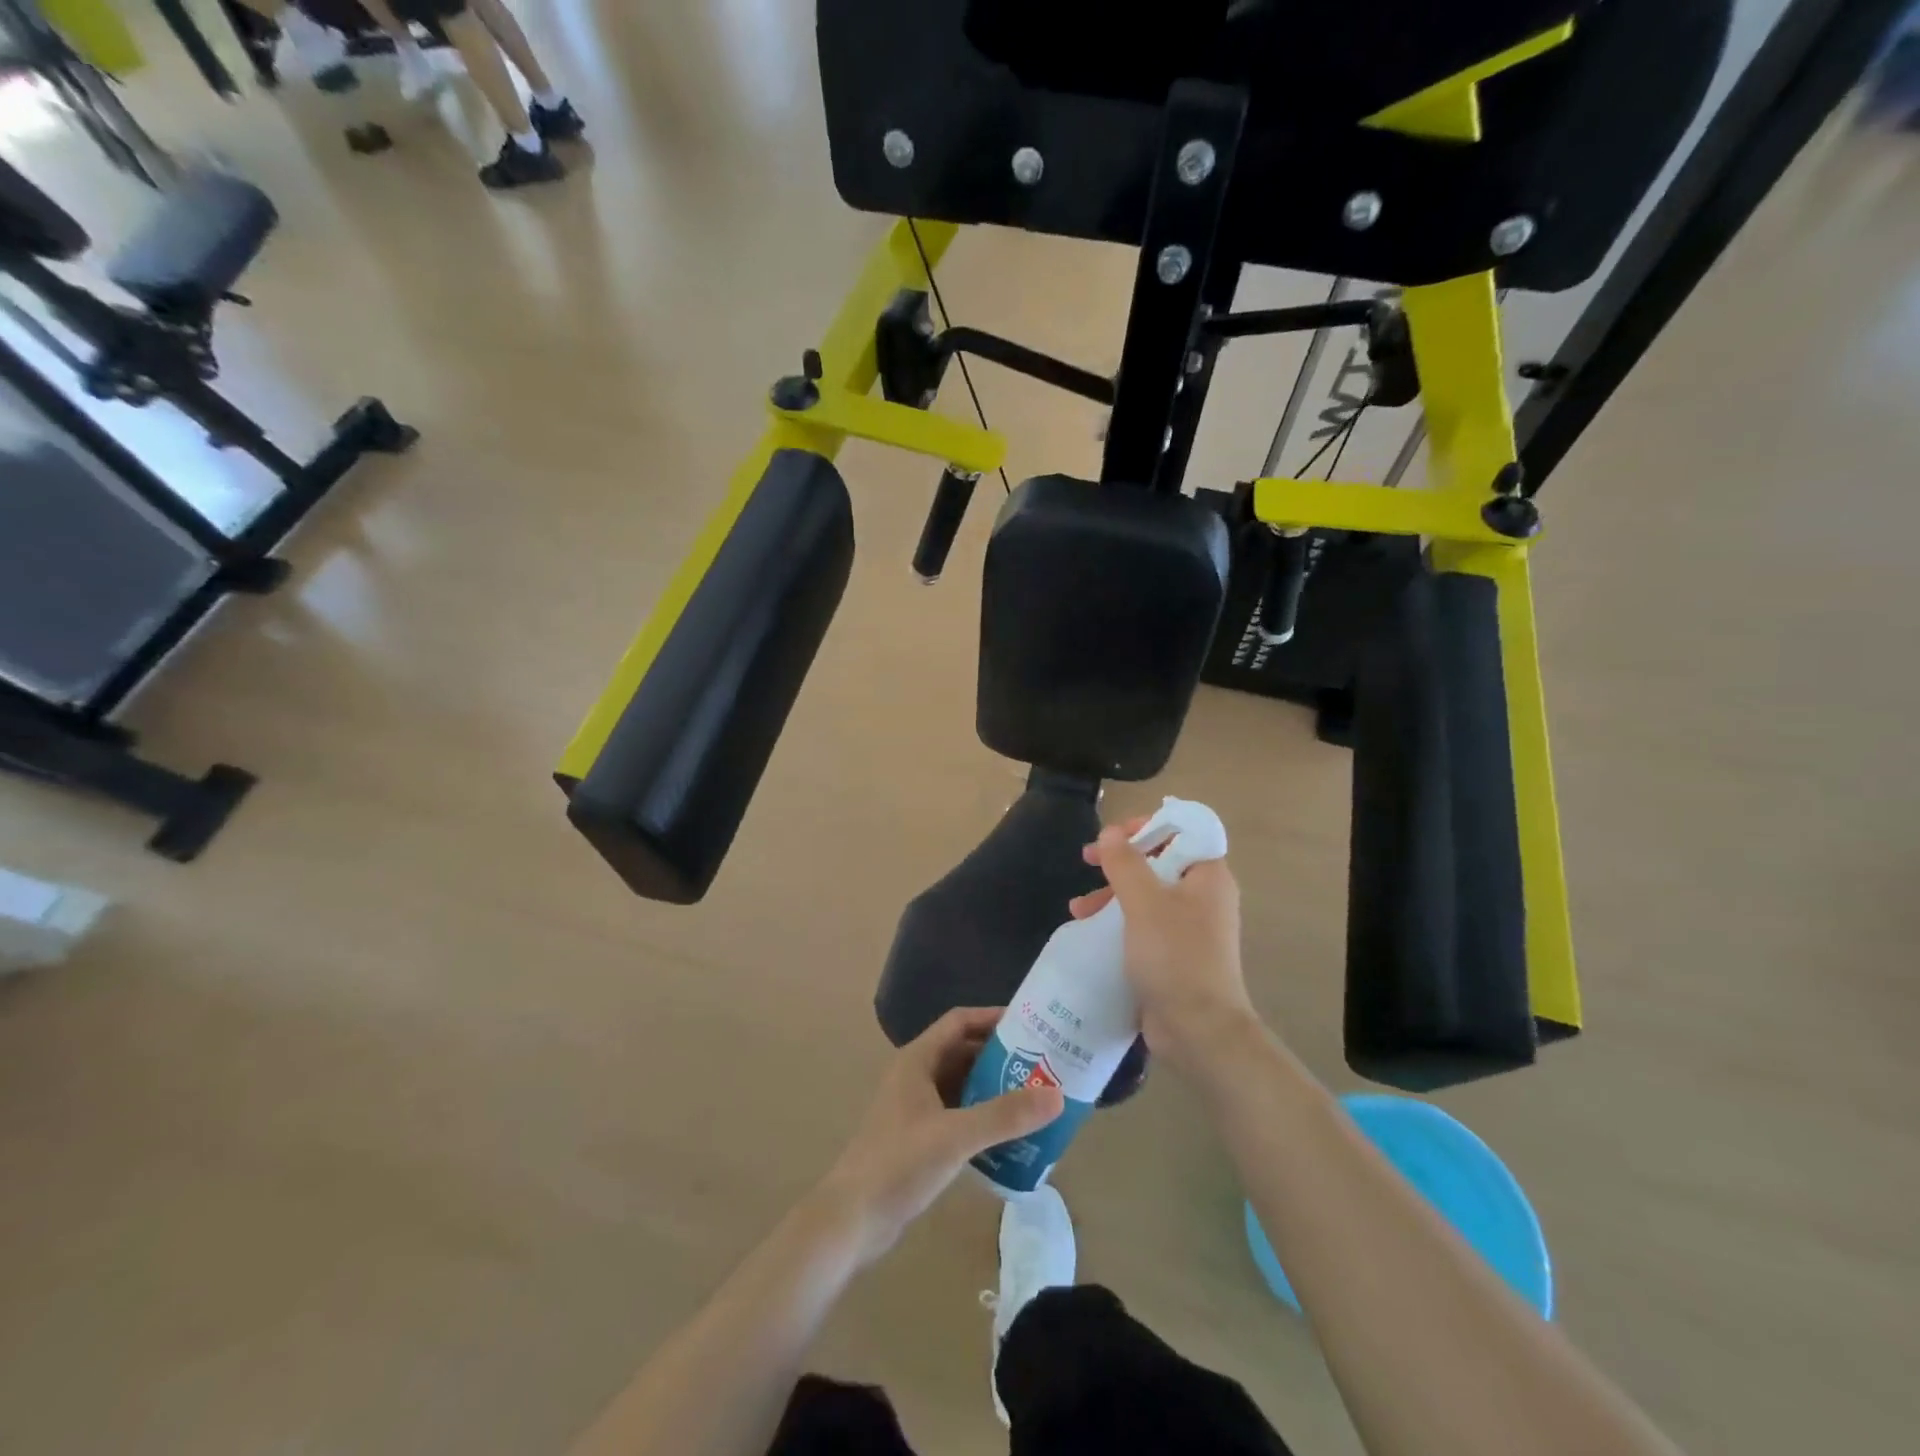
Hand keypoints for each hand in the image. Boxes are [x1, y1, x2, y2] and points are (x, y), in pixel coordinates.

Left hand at [822, 1008, 1064, 1264]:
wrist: (852, 1220)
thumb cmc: (899, 1164)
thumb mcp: (956, 1136)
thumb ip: (1005, 1115)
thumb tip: (1057, 1095)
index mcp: (918, 1060)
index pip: (959, 1022)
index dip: (993, 1018)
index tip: (1032, 1025)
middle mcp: (916, 1076)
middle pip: (964, 1053)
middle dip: (1001, 1057)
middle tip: (1043, 1065)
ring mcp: (915, 1109)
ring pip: (962, 1086)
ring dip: (993, 1090)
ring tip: (1035, 1099)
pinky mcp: (918, 1139)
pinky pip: (958, 1115)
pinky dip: (982, 1119)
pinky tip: (1009, 1138)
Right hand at [1068, 819, 1256, 1074]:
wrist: (1198, 1030)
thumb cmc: (1175, 956)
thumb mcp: (1144, 902)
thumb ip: (1125, 862)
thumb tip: (1110, 832)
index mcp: (1208, 876)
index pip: (1183, 831)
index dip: (1148, 826)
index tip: (1114, 836)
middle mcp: (1204, 896)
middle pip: (1160, 860)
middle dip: (1120, 861)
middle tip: (1087, 860)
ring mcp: (1190, 927)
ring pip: (1147, 893)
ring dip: (1112, 893)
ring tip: (1078, 908)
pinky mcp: (1175, 953)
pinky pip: (1144, 923)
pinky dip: (1118, 920)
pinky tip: (1089, 930)